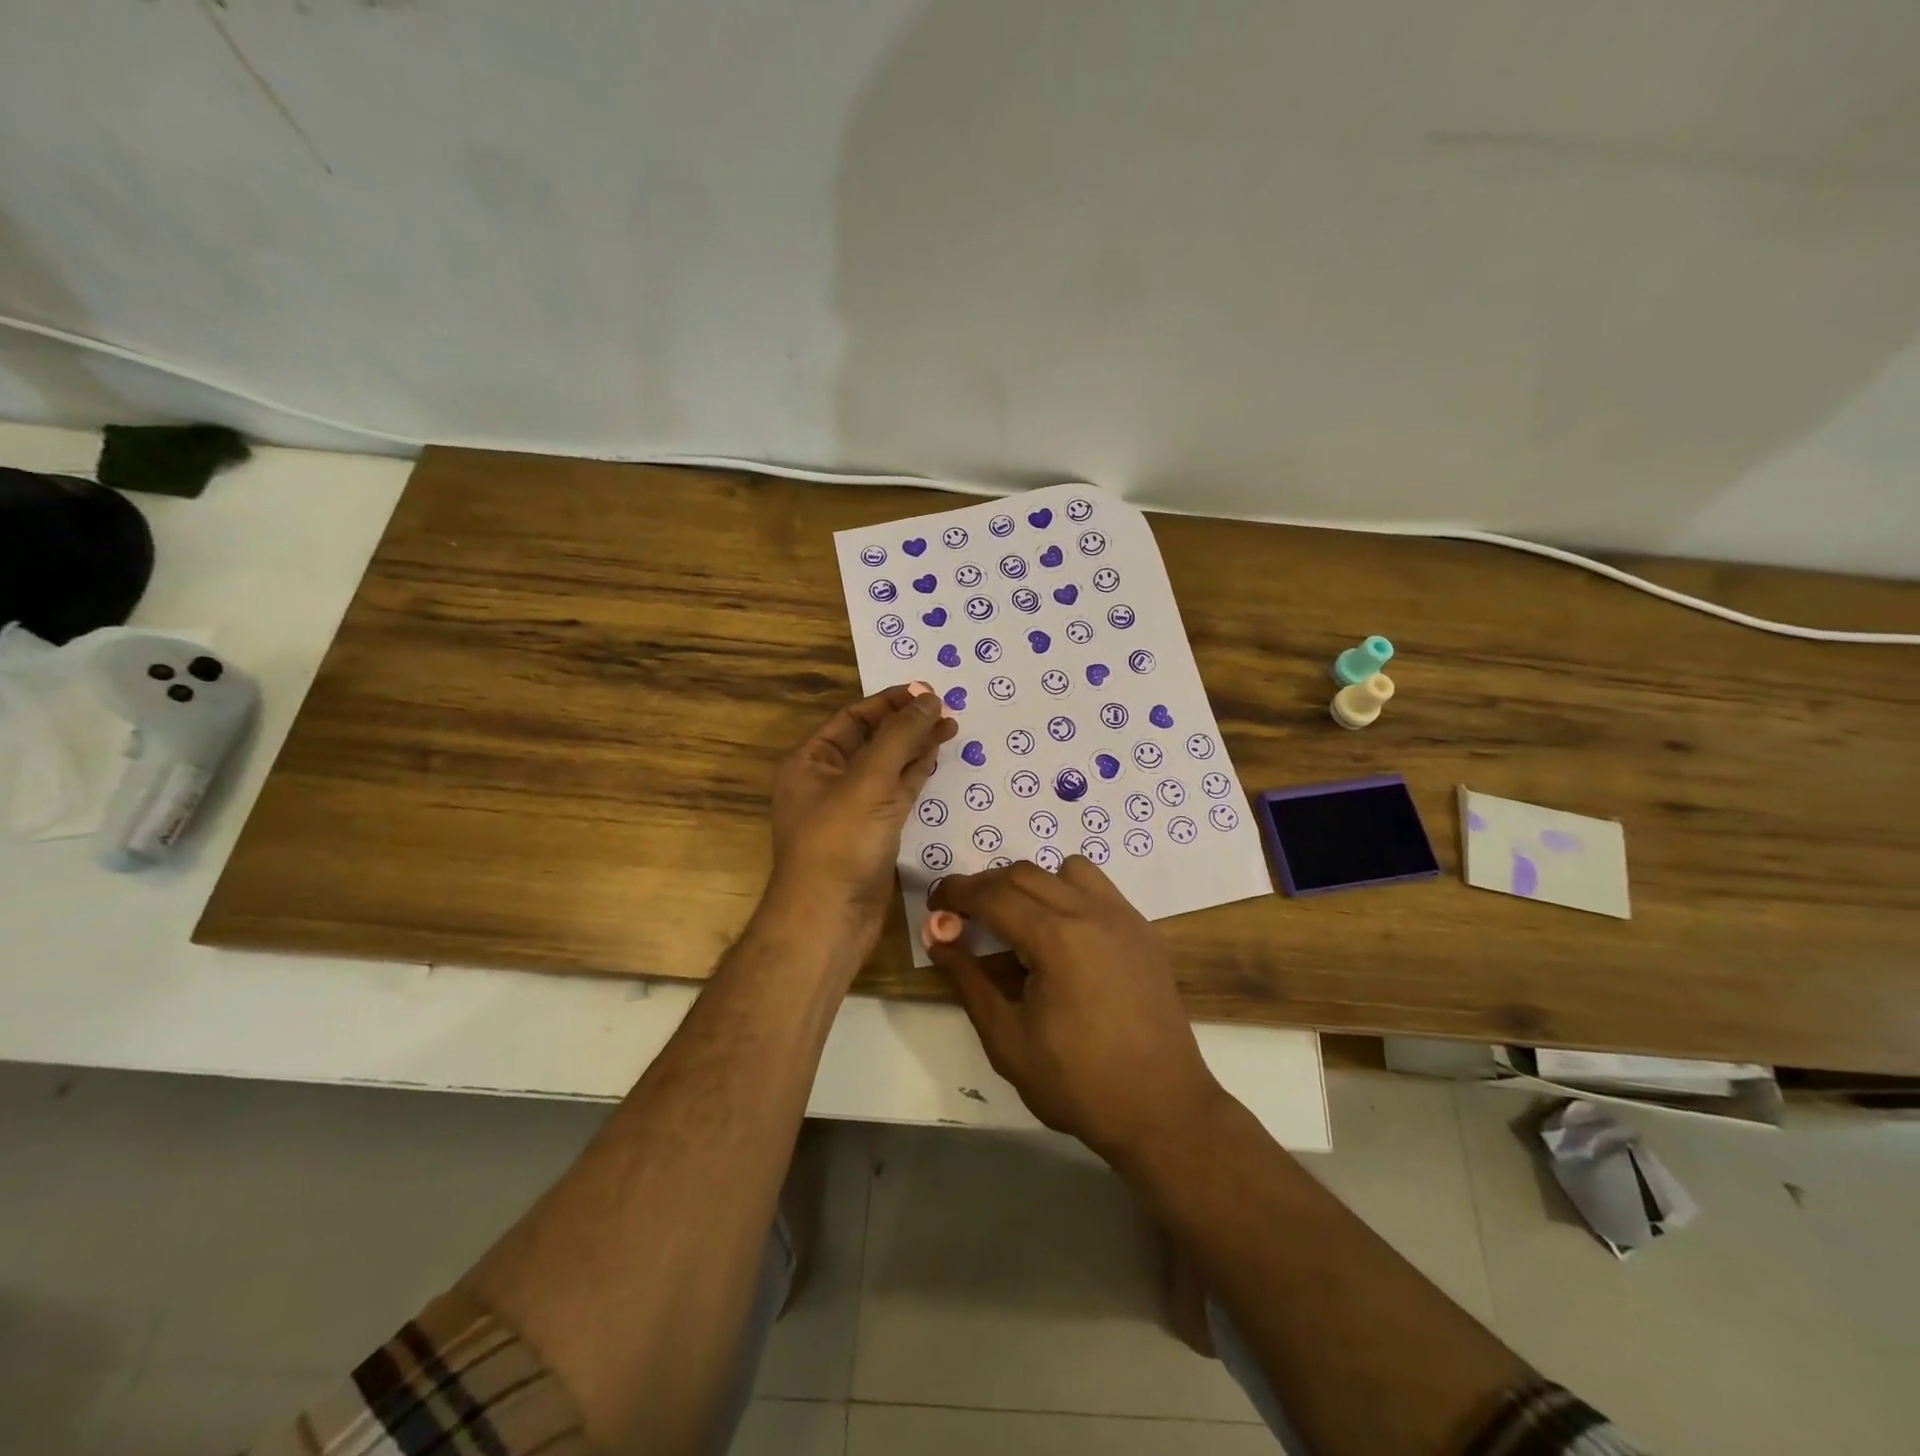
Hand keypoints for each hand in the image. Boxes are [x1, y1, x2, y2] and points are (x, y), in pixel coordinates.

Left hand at [767, 685, 954, 956]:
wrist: (829, 920)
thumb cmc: (840, 844)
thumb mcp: (869, 782)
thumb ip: (900, 737)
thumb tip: (928, 698)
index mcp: (811, 762)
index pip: (852, 717)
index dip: (889, 702)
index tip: (927, 690)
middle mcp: (828, 780)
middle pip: (872, 739)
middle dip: (907, 723)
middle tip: (946, 708)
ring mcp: (852, 808)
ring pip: (888, 767)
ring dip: (915, 747)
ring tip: (951, 727)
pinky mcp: (873, 832)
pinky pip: (896, 794)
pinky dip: (915, 775)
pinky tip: (935, 759)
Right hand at [927, 858, 1225, 1164]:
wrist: (1162, 1109)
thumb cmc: (1078, 1083)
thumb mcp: (1007, 1039)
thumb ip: (968, 980)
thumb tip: (937, 937)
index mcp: (1056, 938)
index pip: (993, 895)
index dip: (956, 893)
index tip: (934, 902)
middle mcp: (1091, 912)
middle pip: (1024, 873)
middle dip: (986, 886)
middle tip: (963, 914)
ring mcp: (1123, 917)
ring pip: (1065, 870)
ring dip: (1031, 883)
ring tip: (1017, 920)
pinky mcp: (1143, 930)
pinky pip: (1098, 888)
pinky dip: (1068, 892)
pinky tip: (1062, 933)